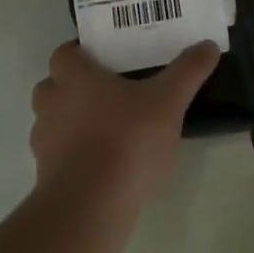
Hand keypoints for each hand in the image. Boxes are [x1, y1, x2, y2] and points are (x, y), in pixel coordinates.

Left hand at [29, 40, 220, 209]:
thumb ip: (188, 71)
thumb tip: (208, 45)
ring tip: (107, 130)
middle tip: (107, 91)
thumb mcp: (169, 102)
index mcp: (76, 79)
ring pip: (52, 122)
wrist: (90, 207)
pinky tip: (104, 165)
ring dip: (71, 122)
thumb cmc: (127, 141)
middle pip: (52, 86)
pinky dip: (74, 156)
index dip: (81, 52)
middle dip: (72, 86)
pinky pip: (58, 156)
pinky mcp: (46, 177)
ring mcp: (45, 143)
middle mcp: (52, 105)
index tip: (104, 57)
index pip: (64, 53)